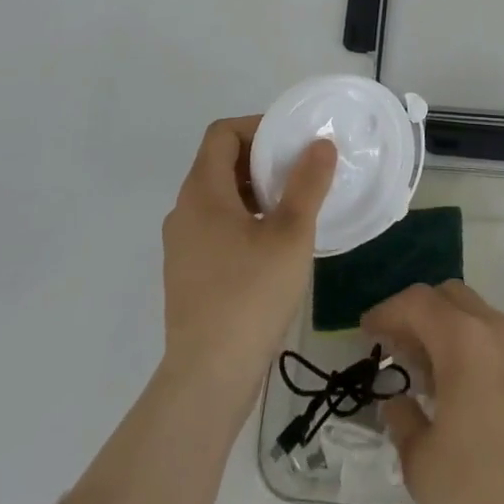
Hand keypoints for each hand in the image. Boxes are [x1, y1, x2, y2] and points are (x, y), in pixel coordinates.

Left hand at [160, 117, 335, 396]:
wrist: (208, 377)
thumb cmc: (250, 294)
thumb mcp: (291, 233)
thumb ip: (307, 183)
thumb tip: (320, 144)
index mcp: (202, 192)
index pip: (222, 134)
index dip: (257, 126)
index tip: (292, 140)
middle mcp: (184, 211)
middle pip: (220, 163)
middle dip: (261, 159)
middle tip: (301, 170)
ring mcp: (182, 245)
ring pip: (219, 197)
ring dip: (255, 190)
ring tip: (294, 205)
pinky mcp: (188, 273)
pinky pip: (216, 226)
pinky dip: (245, 218)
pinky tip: (275, 243)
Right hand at [363, 282, 503, 503]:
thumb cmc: (476, 490)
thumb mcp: (420, 459)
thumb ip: (401, 417)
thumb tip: (397, 400)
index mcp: (464, 340)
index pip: (417, 302)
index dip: (387, 311)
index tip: (367, 332)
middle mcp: (495, 330)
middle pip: (449, 296)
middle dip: (417, 312)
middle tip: (395, 345)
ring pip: (475, 313)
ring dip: (445, 326)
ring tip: (424, 368)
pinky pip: (495, 337)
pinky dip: (470, 343)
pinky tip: (458, 384)